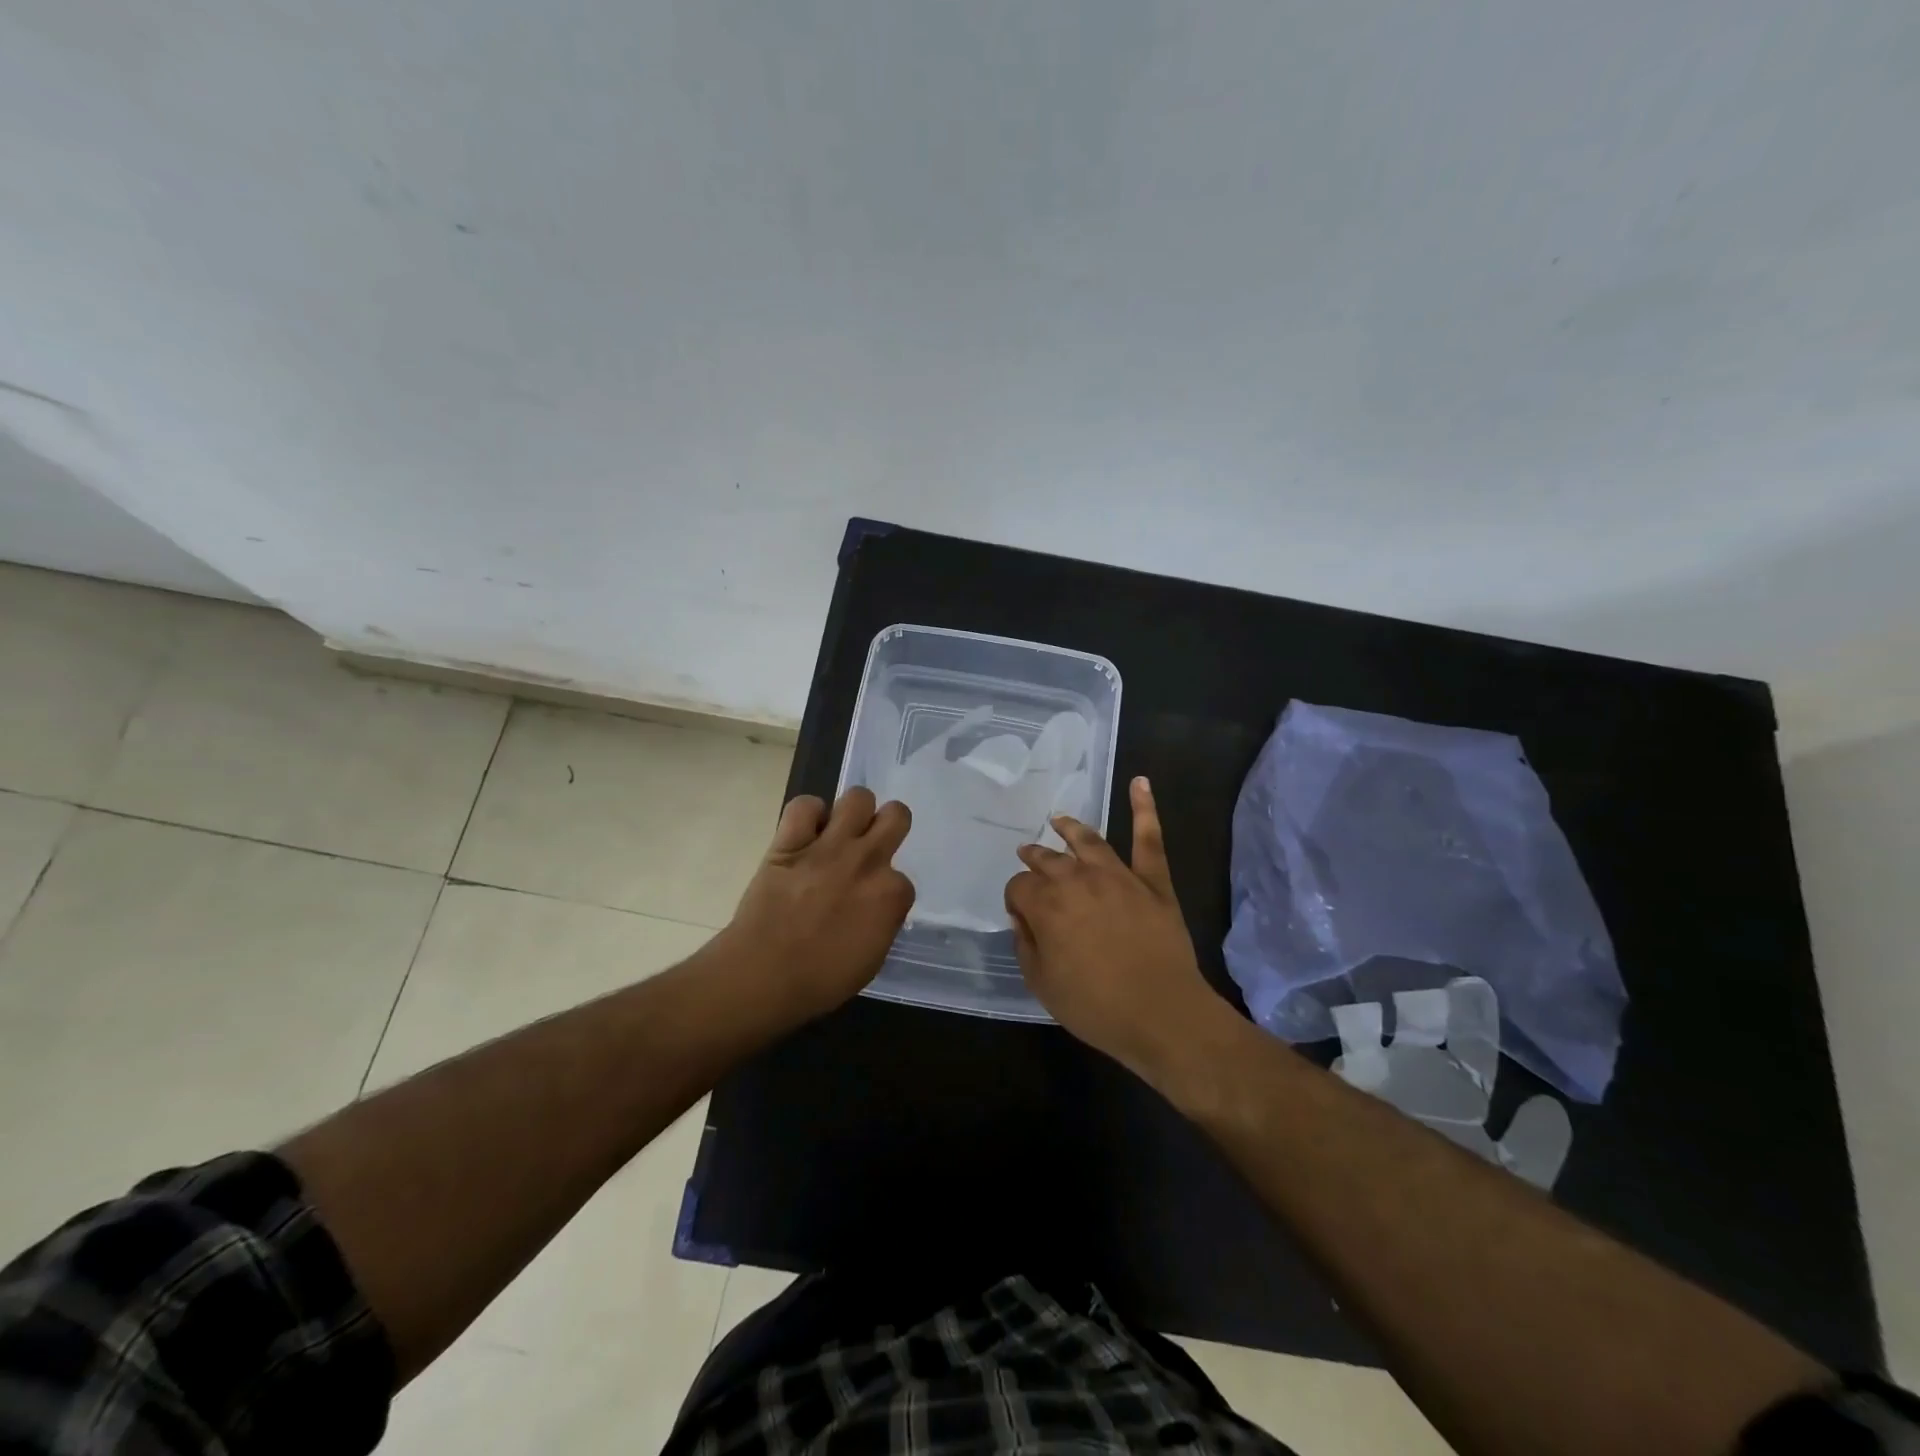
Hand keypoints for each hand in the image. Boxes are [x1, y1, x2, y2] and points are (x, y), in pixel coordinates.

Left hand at [721, 787, 914, 1021]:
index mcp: (891, 893)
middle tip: (871, 844)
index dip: (886, 890)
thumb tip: (876, 908)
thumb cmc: (821, 980)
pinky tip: (806, 831)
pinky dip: (808, 814)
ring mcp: (829, 846)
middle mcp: (867, 860)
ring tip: (840, 832)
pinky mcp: (790, 841)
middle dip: (888, 826)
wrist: (764, 974)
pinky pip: (804, 805)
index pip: (903, 879)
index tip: (870, 904)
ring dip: (853, 812)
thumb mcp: (872, 959)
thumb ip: (882, 922)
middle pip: (896, 815)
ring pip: (858, 797)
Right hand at [1004, 777, 1225, 1083]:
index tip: (1021, 914)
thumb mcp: (1042, 984)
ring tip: (1058, 820)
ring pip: (1088, 841)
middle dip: (1034, 858)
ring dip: (1070, 828)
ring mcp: (1118, 875)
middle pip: (1048, 859)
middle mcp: (1077, 879)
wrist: (1162, 1014)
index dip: (1016, 899)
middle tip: (1028, 855)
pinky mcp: (1154, 881)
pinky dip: (1145, 808)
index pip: (1019, 887)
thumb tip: (1023, 918)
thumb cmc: (1096, 1006)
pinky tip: (1140, 782)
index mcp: (1047, 904)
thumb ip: (1026, 945)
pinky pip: (1149, 839)